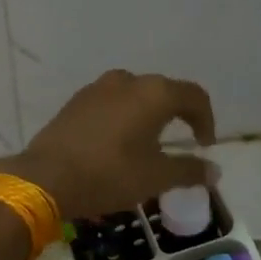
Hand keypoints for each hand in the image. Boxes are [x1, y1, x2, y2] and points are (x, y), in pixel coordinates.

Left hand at [2, 70, 215, 220]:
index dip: (205, 119)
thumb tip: (214, 171)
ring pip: (133, 97)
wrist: (46, 178)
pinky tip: (116, 145)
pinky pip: (110, 105)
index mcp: (154, 93)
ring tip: (147, 144)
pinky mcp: (75, 102)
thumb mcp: (155, 178)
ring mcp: (97, 89)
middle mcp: (127, 81)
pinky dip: (122, 119)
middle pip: (163, 93)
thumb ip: (189, 171)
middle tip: (179, 143)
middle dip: (176, 116)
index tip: (204, 145)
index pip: (193, 96)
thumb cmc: (109, 174)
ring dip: (146, 116)